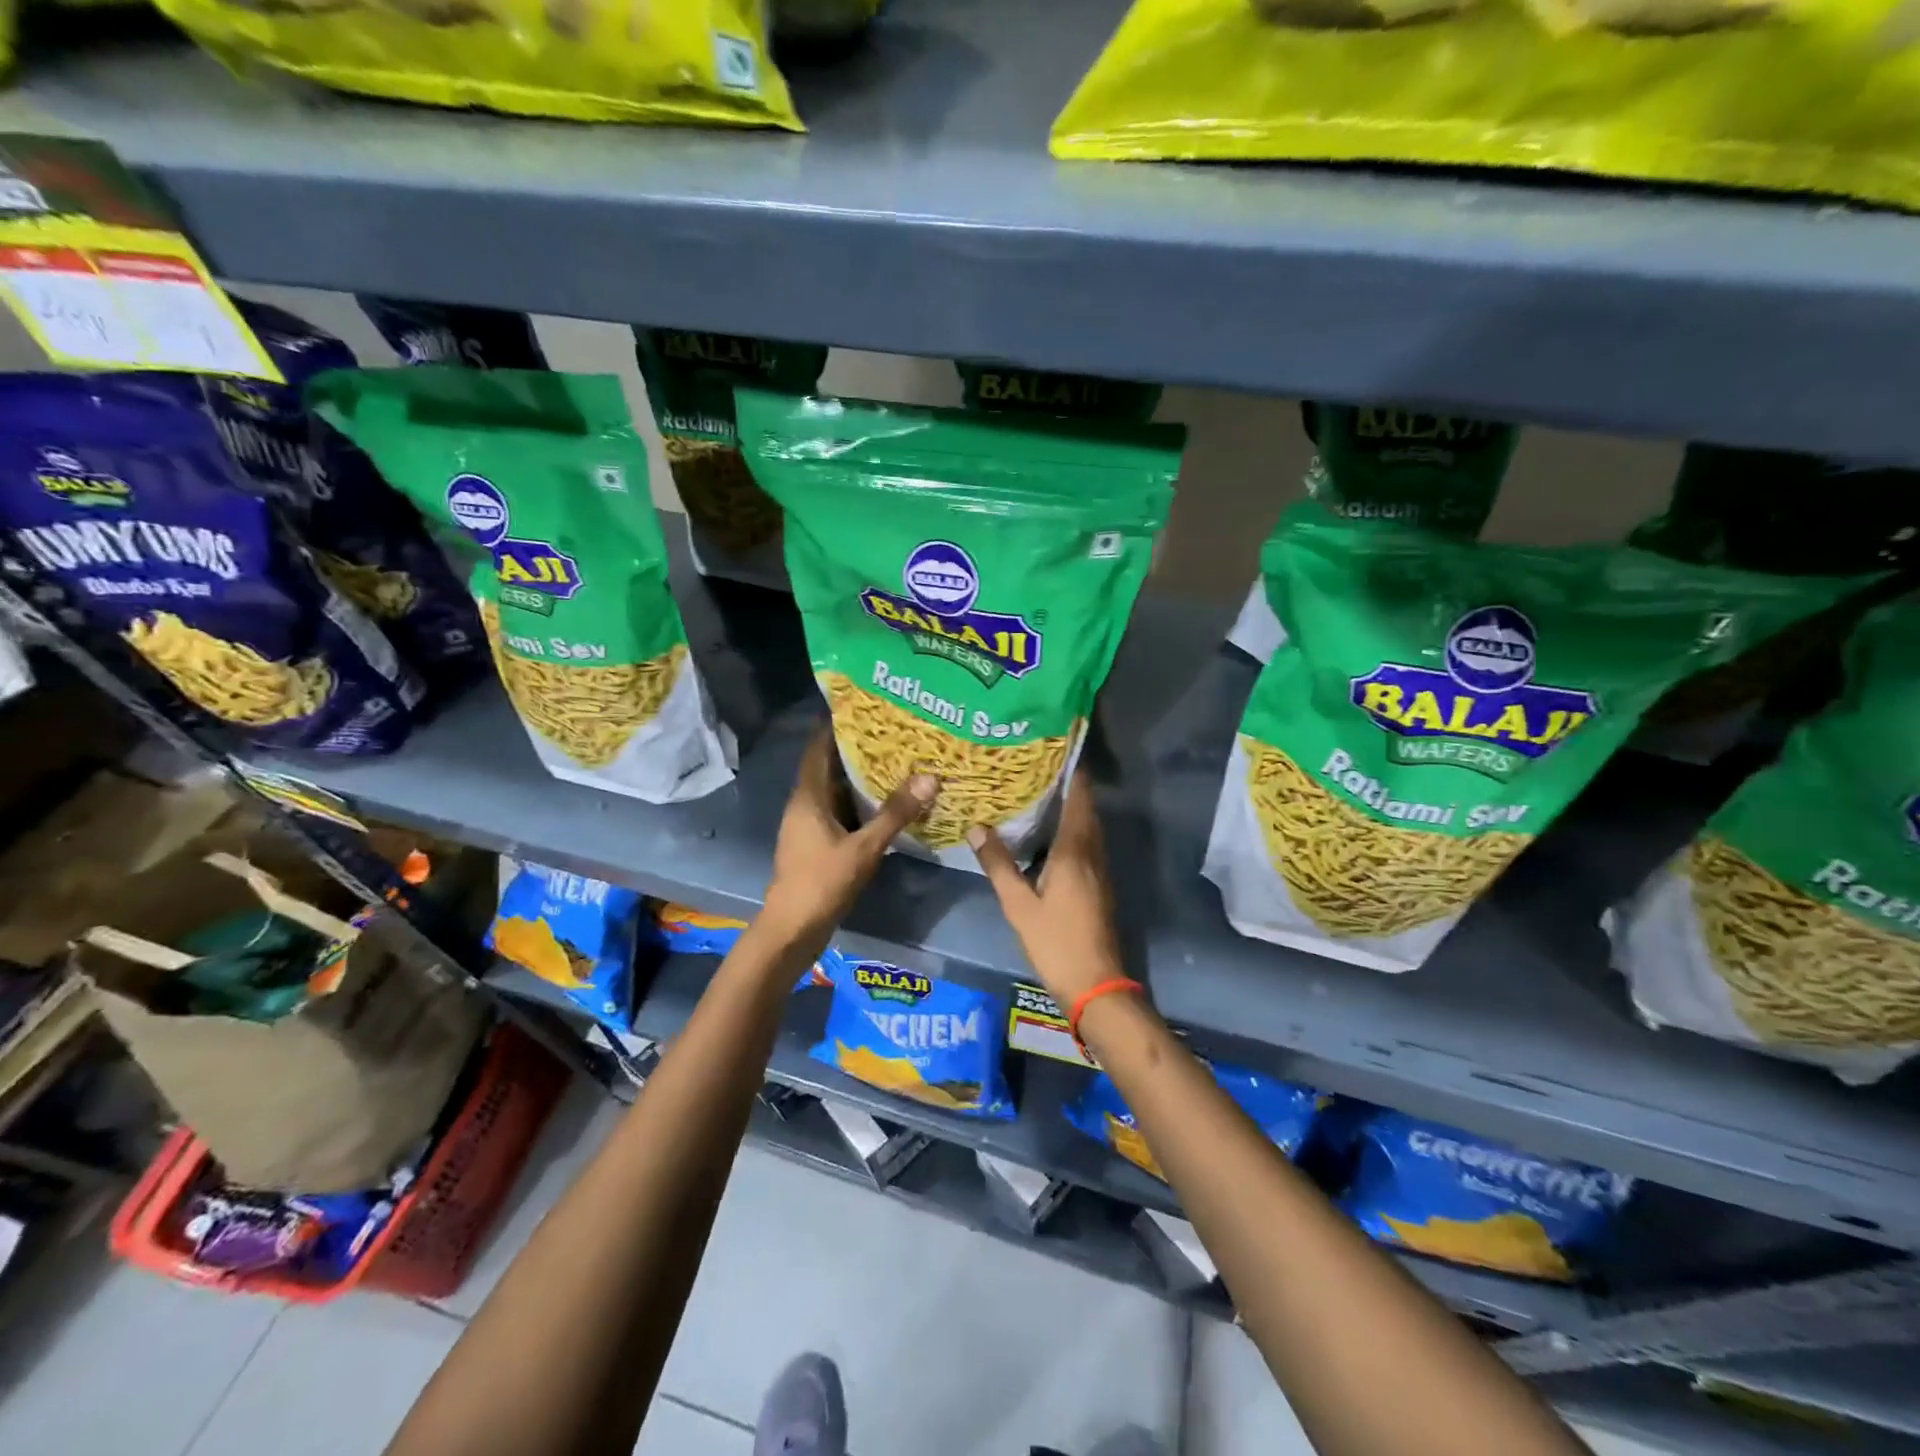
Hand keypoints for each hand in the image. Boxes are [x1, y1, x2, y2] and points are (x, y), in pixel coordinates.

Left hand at [759, 727, 937, 955]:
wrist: (792, 929)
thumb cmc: (822, 881)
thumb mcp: (864, 847)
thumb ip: (895, 814)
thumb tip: (929, 778)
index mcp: (808, 796)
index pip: (818, 748)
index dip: (836, 725)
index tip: (863, 707)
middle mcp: (805, 804)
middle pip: (829, 767)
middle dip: (857, 749)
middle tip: (892, 732)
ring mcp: (809, 826)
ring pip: (836, 791)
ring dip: (860, 778)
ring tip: (896, 760)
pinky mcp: (817, 844)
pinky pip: (840, 812)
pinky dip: (860, 803)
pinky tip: (885, 803)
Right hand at [967, 770, 1124, 1007]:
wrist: (1095, 984)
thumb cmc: (1056, 941)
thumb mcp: (1018, 904)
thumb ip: (998, 864)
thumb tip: (977, 827)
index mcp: (1076, 850)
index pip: (1080, 797)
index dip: (1073, 771)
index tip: (1055, 747)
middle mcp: (1092, 853)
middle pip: (1085, 808)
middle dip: (1067, 784)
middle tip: (1037, 764)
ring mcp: (1099, 869)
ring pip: (1087, 826)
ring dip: (1070, 806)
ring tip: (1038, 790)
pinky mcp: (1098, 884)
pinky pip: (1086, 843)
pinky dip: (1071, 828)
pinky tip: (1047, 833)